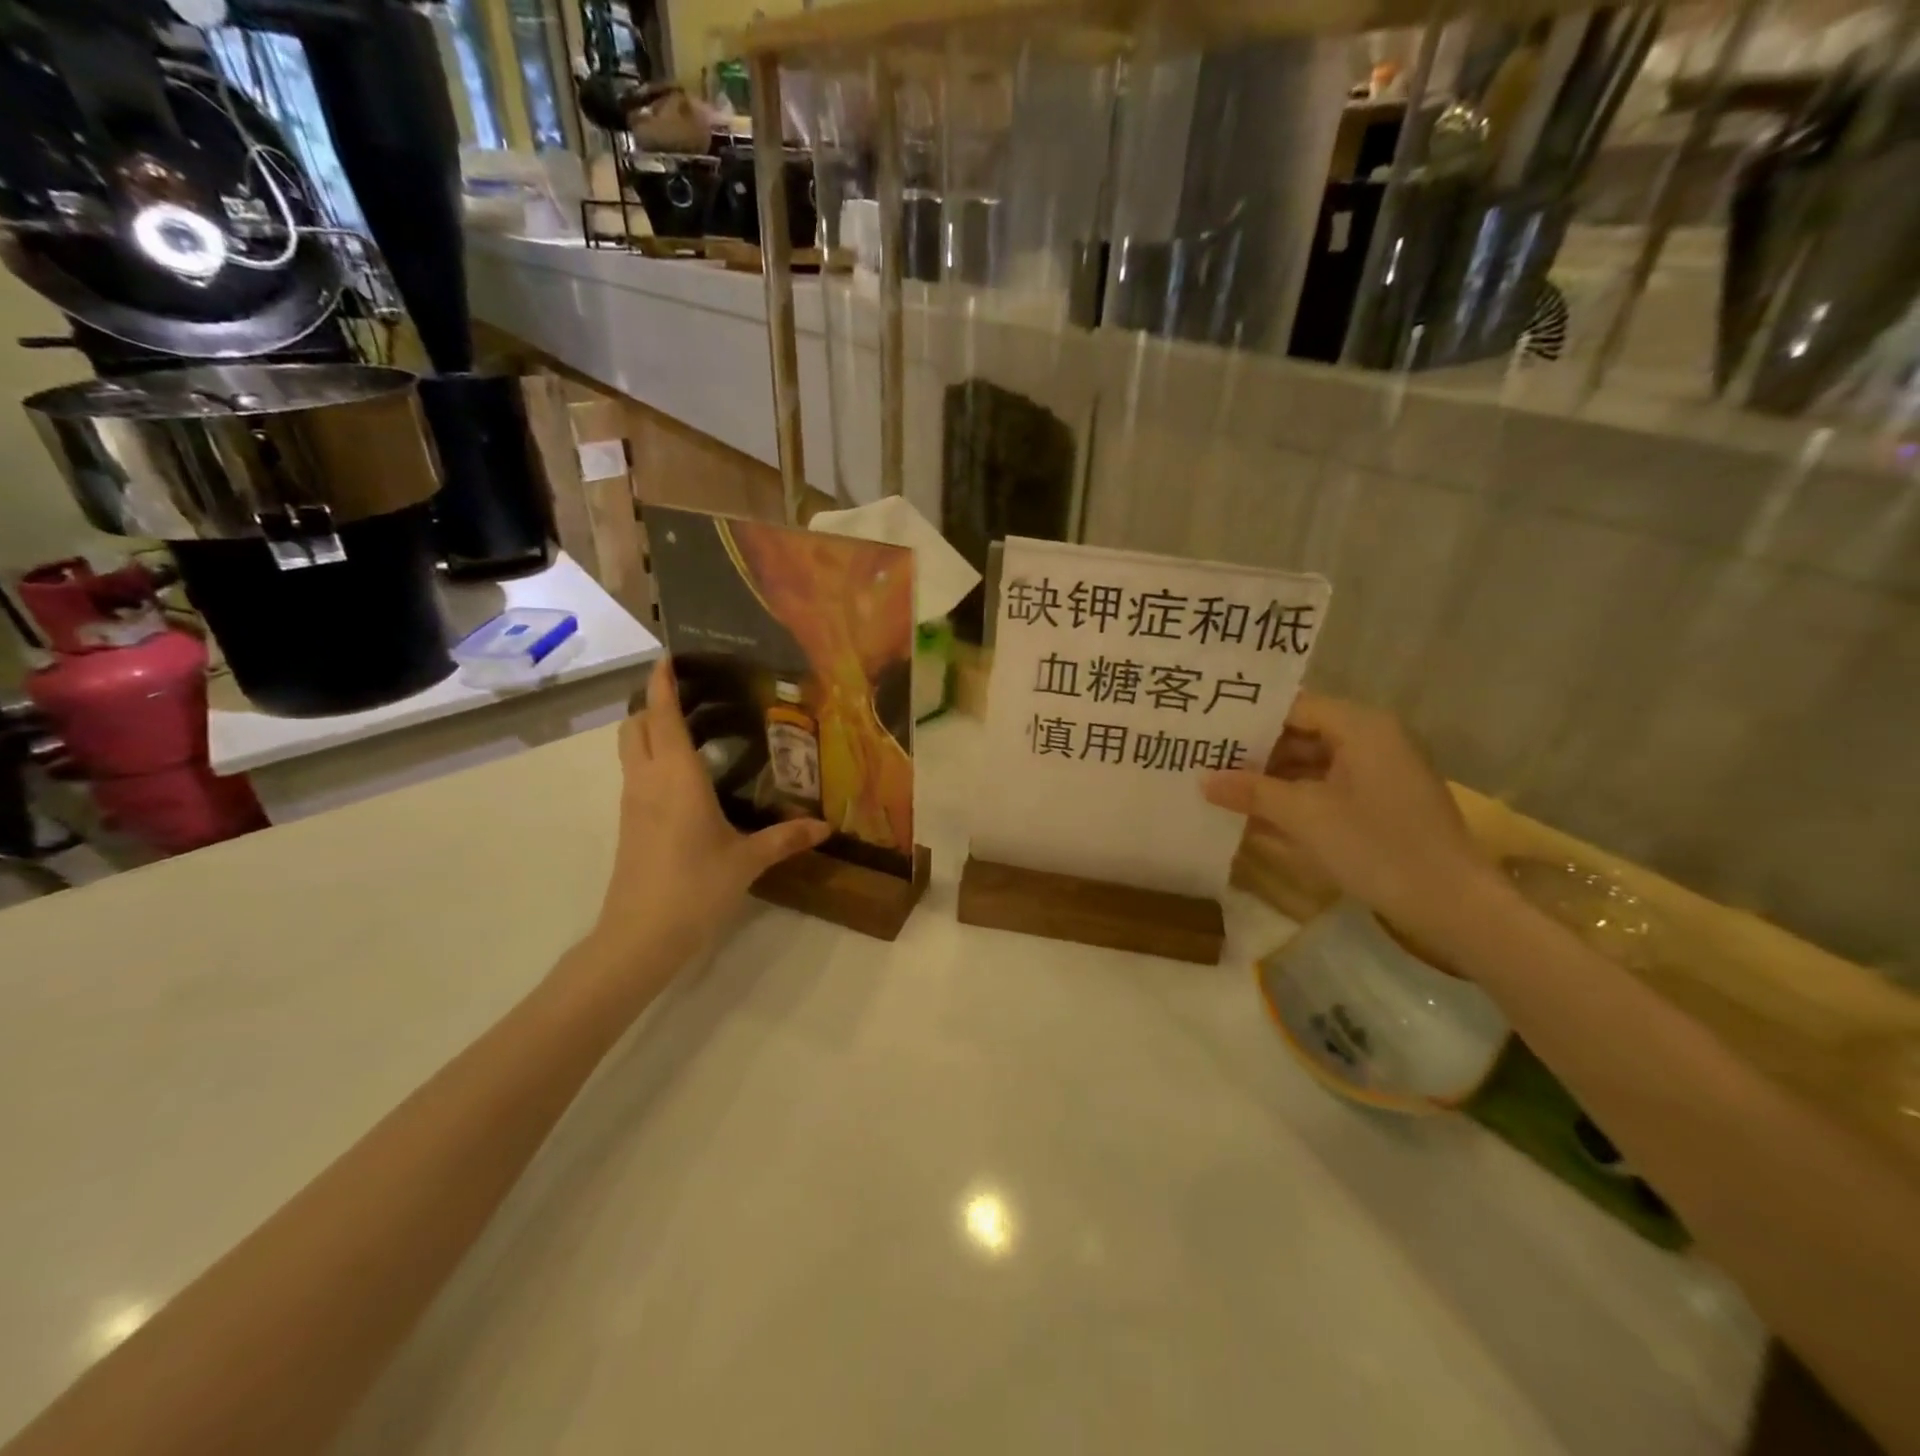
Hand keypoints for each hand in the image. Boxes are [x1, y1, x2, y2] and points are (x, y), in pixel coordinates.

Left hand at [589, 658, 827, 974]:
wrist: (640, 936)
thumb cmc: (695, 886)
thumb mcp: (747, 860)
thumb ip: (785, 837)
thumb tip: (825, 826)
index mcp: (676, 776)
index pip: (662, 715)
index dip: (662, 682)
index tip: (668, 656)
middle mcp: (647, 779)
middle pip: (635, 725)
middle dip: (653, 703)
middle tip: (690, 695)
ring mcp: (633, 802)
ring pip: (631, 750)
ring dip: (650, 730)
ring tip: (692, 728)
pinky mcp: (630, 823)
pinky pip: (637, 774)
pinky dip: (652, 759)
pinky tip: (686, 777)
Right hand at [1202, 693, 1501, 949]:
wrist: (1454, 906)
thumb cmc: (1377, 846)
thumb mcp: (1305, 816)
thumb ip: (1251, 792)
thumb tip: (1203, 779)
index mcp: (1361, 727)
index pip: (1292, 706)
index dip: (1249, 719)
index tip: (1207, 731)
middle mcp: (1372, 739)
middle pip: (1301, 733)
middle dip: (1255, 751)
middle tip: (1205, 761)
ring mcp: (1379, 773)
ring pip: (1312, 763)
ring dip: (1272, 777)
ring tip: (1222, 787)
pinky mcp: (1381, 803)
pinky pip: (1328, 787)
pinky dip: (1295, 797)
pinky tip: (1257, 814)